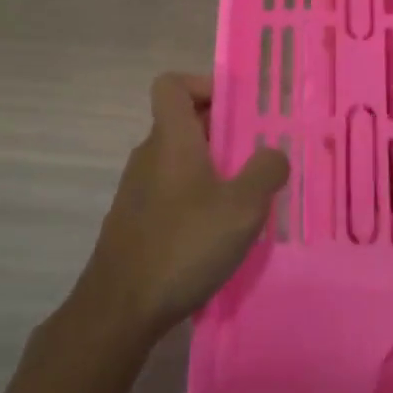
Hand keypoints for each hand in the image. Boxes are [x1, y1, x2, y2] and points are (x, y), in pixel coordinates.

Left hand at [75, 73, 289, 338]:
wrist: (120, 309)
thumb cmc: (184, 245)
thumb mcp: (242, 208)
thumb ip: (266, 171)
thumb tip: (273, 154)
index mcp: (171, 139)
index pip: (171, 85)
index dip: (203, 84)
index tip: (236, 108)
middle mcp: (149, 155)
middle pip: (181, 122)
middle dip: (221, 131)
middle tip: (257, 155)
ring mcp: (137, 190)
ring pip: (178, 159)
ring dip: (211, 167)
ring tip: (245, 198)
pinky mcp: (135, 221)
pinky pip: (170, 191)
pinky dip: (196, 197)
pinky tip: (217, 233)